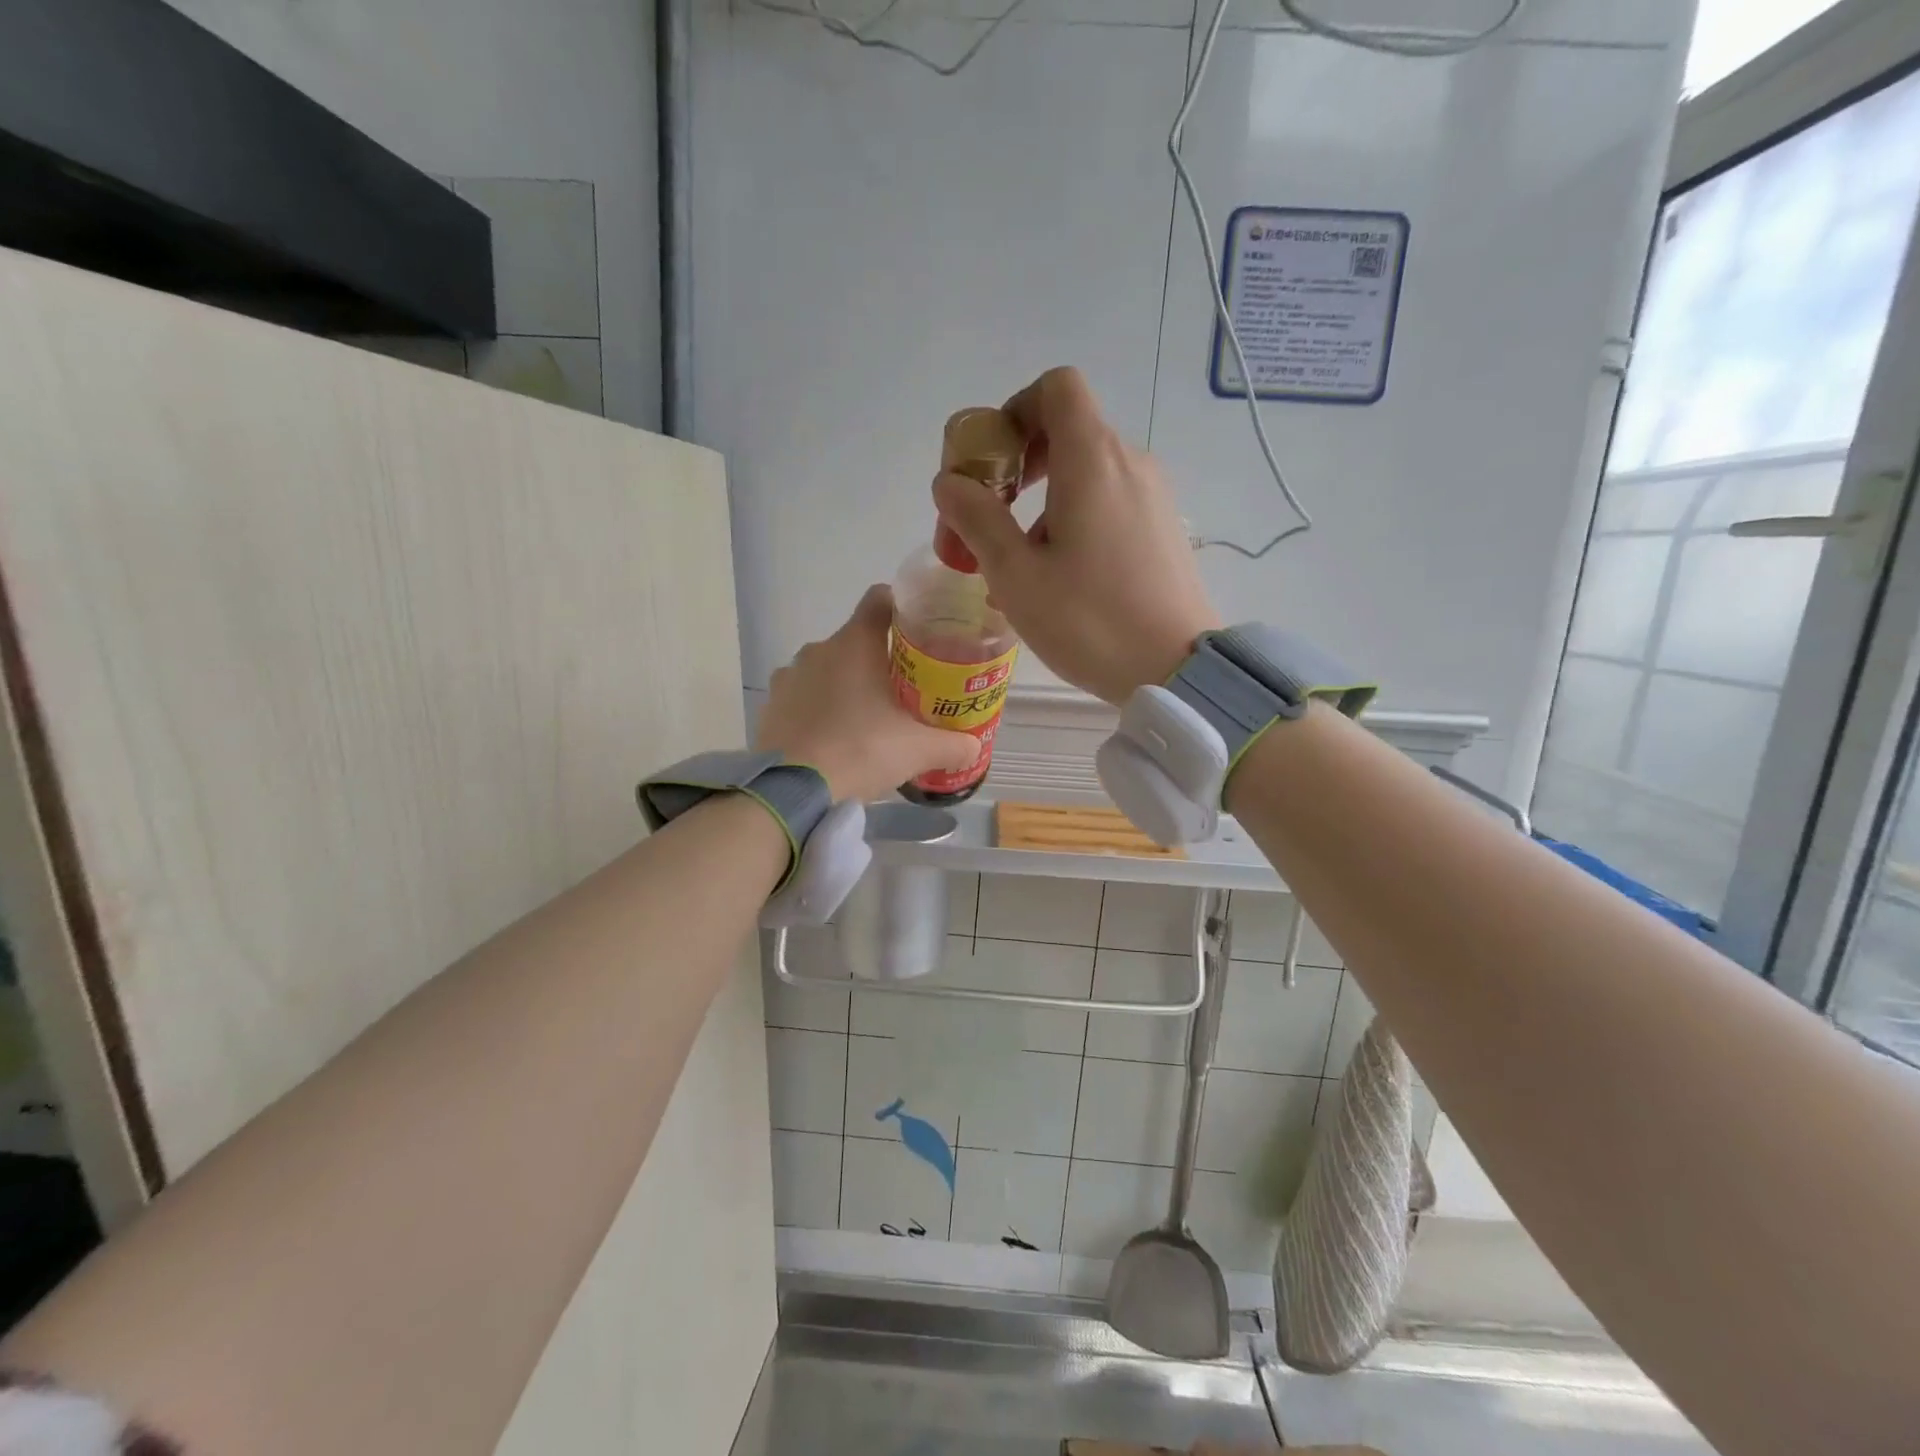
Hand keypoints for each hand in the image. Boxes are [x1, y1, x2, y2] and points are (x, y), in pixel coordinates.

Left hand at [757, 585, 979, 801]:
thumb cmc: (861, 751)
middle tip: (903, 691)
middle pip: (855, 641)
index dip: (901, 607)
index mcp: (855, 643)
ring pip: (826, 670)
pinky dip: (817, 709)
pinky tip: (831, 739)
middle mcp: (818, 649)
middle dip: (878, 660)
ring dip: (845, 686)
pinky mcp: (770, 706)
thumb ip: (951, 745)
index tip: (919, 629)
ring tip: (864, 720)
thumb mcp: (917, 751)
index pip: (880, 599)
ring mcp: (789, 677)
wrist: (792, 791)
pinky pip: (802, 697)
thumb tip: (974, 748)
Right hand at [932, 366, 1220, 703]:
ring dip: (1043, 503)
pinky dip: (1075, 520)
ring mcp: (1153, 495)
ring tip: (1020, 567)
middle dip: (1017, 468)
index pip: (1056, 388)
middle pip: (1067, 432)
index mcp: (1092, 460)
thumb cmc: (1089, 620)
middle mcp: (1129, 462)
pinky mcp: (1164, 528)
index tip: (993, 465)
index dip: (1015, 411)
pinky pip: (1110, 503)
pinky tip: (1060, 578)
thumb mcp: (1015, 574)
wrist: (1176, 670)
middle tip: (989, 520)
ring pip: (1086, 474)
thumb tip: (949, 483)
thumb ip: (976, 519)